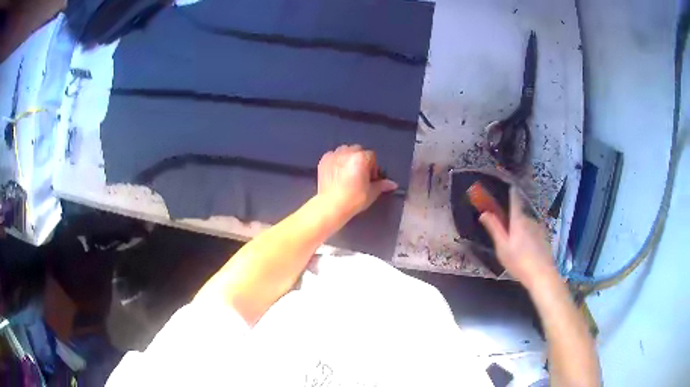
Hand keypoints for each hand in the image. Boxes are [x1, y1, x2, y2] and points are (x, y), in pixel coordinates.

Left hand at [317, 145, 397, 217]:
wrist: (331, 206)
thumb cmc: (354, 199)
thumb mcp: (371, 193)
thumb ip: (382, 185)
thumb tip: (393, 184)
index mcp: (361, 157)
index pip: (372, 156)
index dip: (373, 167)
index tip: (370, 178)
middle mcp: (347, 152)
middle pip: (358, 150)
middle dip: (361, 160)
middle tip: (360, 174)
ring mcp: (334, 155)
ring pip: (345, 150)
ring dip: (349, 157)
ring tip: (348, 172)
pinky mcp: (324, 160)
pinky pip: (334, 155)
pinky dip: (337, 161)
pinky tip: (337, 173)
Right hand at [479, 186, 558, 289]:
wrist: (541, 274)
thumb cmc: (518, 261)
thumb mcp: (502, 247)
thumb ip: (494, 228)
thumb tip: (484, 213)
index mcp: (518, 220)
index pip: (515, 200)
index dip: (512, 193)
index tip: (510, 187)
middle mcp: (530, 220)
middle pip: (520, 216)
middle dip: (514, 222)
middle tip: (507, 238)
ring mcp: (539, 228)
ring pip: (527, 225)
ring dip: (522, 232)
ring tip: (518, 249)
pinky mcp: (545, 237)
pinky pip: (534, 233)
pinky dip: (530, 238)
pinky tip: (528, 252)